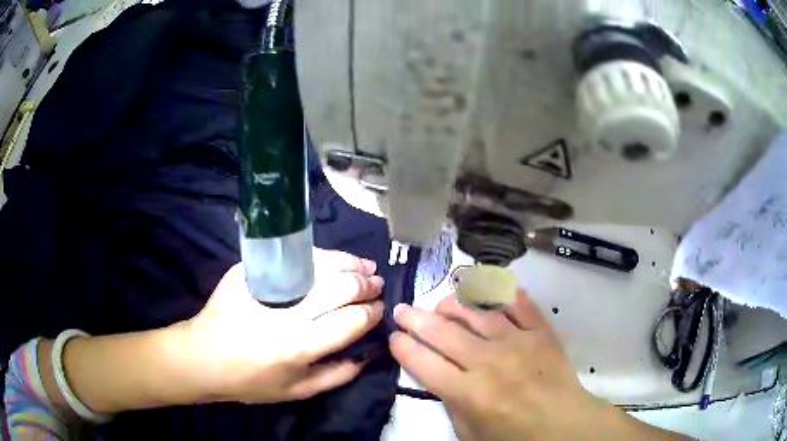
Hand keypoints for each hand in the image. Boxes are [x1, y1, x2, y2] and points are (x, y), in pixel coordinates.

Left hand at [181, 249, 384, 403]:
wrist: (204, 356)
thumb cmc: (251, 380)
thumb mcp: (297, 391)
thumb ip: (337, 375)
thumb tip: (366, 355)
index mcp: (300, 345)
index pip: (351, 321)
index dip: (371, 312)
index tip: (380, 308)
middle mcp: (287, 313)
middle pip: (340, 287)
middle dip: (365, 284)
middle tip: (376, 283)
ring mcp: (267, 287)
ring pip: (319, 265)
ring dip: (348, 263)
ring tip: (364, 265)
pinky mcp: (250, 272)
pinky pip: (294, 259)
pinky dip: (320, 257)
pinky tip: (332, 260)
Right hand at [390, 292, 687, 440]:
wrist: (563, 425)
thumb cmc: (513, 437)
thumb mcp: (469, 432)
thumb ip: (450, 402)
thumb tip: (437, 374)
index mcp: (467, 392)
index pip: (423, 362)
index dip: (403, 347)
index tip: (394, 338)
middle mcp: (488, 362)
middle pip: (443, 332)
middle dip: (416, 319)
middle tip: (402, 310)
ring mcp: (517, 342)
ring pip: (477, 311)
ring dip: (453, 304)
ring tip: (441, 303)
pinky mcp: (540, 332)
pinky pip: (519, 304)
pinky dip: (502, 292)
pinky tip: (487, 286)